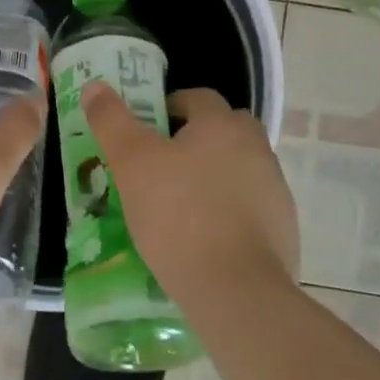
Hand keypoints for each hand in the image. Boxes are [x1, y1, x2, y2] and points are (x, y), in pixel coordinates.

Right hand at [80, 84, 298, 299]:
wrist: (238, 292)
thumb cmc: (179, 215)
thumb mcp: (131, 163)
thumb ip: (111, 120)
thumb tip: (95, 86)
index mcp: (223, 125)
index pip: (197, 97)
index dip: (169, 107)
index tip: (147, 131)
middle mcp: (256, 148)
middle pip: (224, 130)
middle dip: (196, 139)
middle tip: (163, 165)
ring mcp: (275, 190)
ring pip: (238, 168)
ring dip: (214, 176)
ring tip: (179, 205)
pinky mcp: (284, 229)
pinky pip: (250, 207)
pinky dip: (230, 212)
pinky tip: (204, 238)